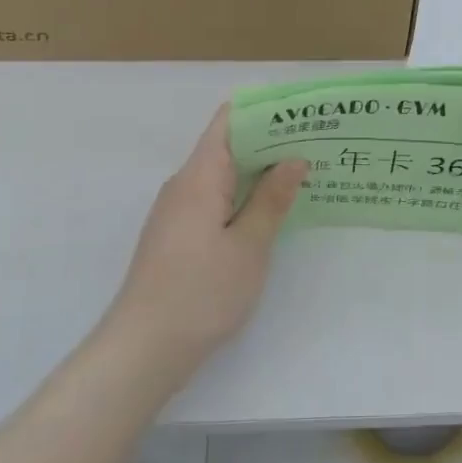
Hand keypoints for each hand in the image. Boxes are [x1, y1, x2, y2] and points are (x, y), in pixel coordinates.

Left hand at [107, 107, 306, 375]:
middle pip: (227, 147)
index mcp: (198, 177)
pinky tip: (272, 212)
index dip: (264, 112)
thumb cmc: (201, 293)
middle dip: (270, 143)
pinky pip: (214, 201)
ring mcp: (177, 213)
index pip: (228, 122)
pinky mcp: (178, 237)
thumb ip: (271, 199)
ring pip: (222, 177)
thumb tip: (294, 158)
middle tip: (317, 145)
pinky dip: (244, 198)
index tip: (302, 114)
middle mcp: (183, 186)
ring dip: (259, 173)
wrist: (144, 349)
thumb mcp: (249, 246)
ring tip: (305, 174)